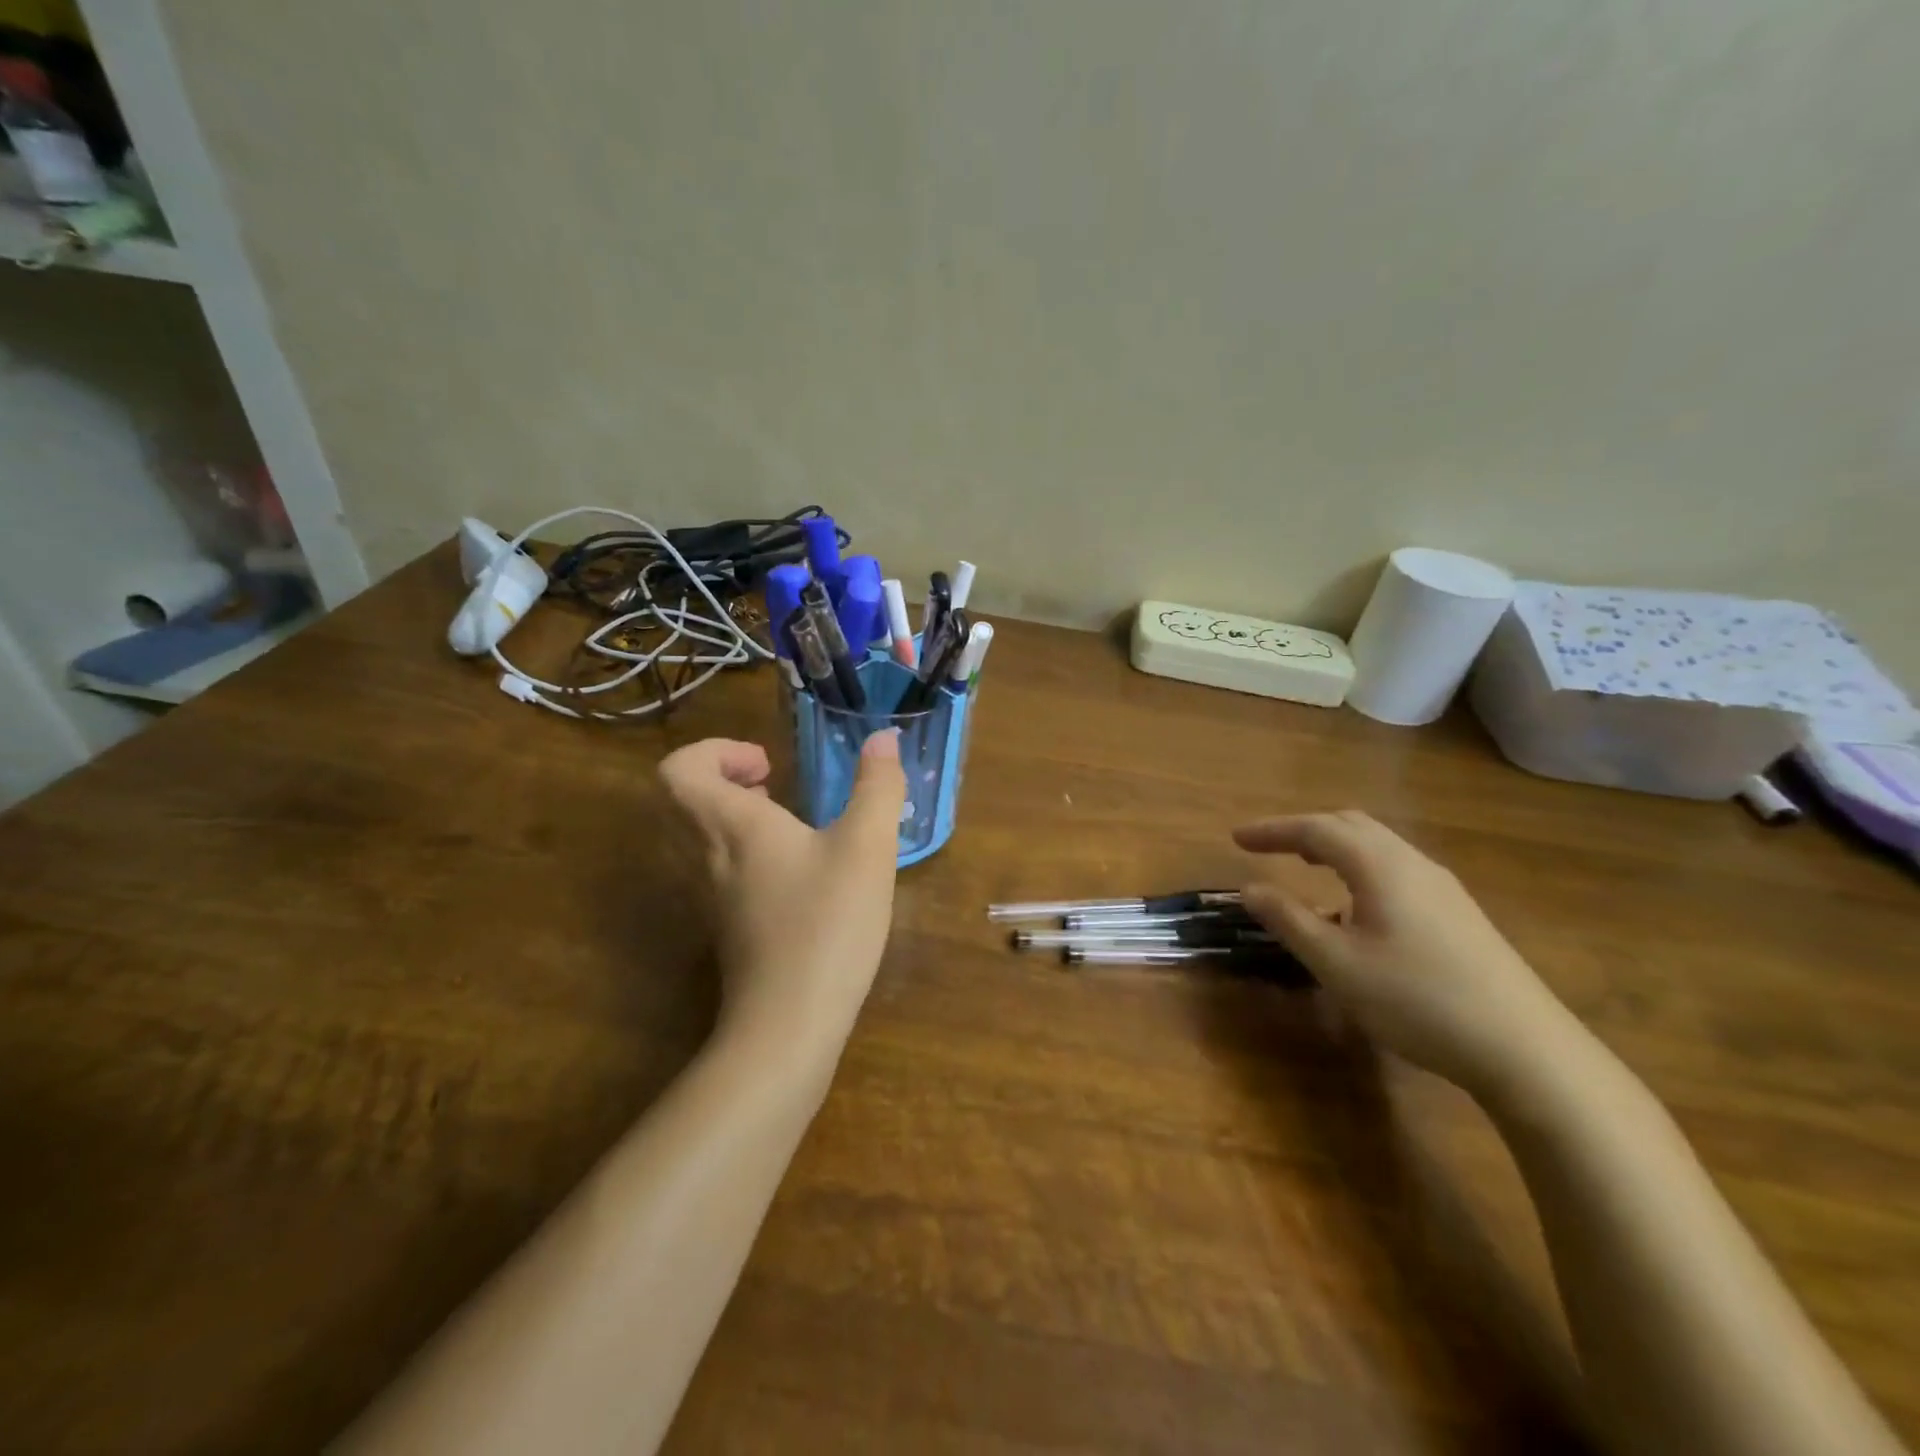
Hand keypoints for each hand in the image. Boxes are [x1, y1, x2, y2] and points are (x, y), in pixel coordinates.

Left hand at [659, 734, 905, 1049]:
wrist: (789, 1024)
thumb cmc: (827, 923)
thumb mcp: (867, 848)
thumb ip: (878, 788)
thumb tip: (883, 738)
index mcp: (731, 826)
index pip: (678, 770)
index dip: (714, 751)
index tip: (767, 764)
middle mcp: (706, 856)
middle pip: (682, 800)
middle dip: (726, 778)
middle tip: (773, 783)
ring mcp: (710, 897)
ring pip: (698, 837)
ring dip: (735, 815)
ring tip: (787, 821)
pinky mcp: (726, 928)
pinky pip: (717, 869)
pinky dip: (744, 852)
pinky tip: (797, 872)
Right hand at [1236, 811, 1581, 1096]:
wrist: (1525, 1049)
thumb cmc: (1416, 999)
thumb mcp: (1336, 963)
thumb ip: (1289, 920)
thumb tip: (1249, 888)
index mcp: (1380, 866)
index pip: (1316, 829)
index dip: (1272, 829)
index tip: (1236, 838)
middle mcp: (1412, 863)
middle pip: (1351, 825)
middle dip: (1303, 829)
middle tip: (1267, 846)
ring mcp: (1443, 887)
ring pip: (1378, 846)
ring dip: (1334, 847)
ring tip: (1305, 866)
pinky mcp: (1459, 913)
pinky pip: (1396, 869)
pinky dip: (1359, 867)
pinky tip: (1355, 906)